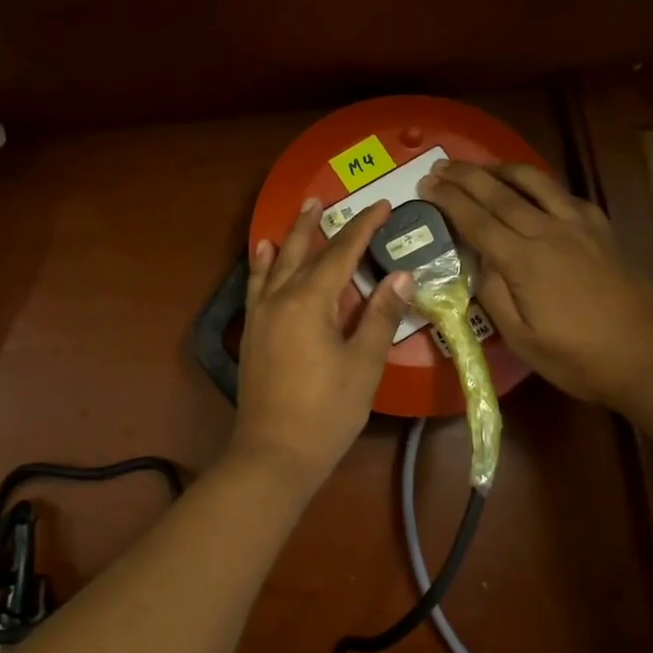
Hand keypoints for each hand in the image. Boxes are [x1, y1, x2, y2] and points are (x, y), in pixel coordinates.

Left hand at [225, 199, 411, 496]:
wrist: (274, 453)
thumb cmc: (327, 411)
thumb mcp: (363, 364)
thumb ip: (380, 316)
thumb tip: (401, 275)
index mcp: (310, 300)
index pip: (341, 253)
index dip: (363, 228)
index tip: (382, 206)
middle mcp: (280, 298)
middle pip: (300, 251)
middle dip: (316, 225)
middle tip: (323, 200)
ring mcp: (261, 315)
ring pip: (275, 264)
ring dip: (287, 238)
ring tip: (297, 215)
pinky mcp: (252, 333)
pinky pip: (256, 285)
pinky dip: (262, 266)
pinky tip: (262, 256)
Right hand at [419, 160, 652, 410]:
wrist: (647, 356)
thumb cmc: (577, 358)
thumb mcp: (521, 339)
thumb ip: (492, 294)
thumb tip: (478, 261)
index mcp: (524, 261)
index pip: (476, 220)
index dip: (448, 200)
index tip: (426, 185)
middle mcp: (549, 232)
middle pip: (500, 193)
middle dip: (466, 176)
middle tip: (440, 167)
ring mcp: (579, 226)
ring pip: (536, 182)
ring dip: (503, 169)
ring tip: (481, 167)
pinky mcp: (601, 230)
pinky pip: (565, 194)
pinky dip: (540, 185)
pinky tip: (533, 190)